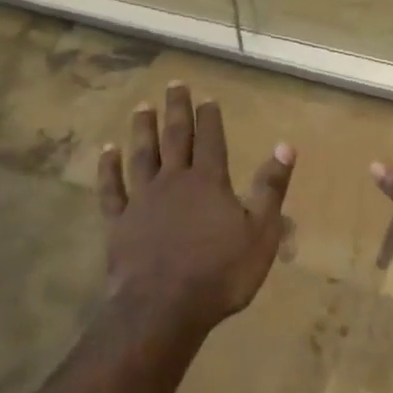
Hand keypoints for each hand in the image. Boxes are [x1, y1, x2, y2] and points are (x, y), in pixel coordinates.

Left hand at [99, 82, 294, 330]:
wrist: (164, 308)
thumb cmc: (220, 273)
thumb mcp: (260, 232)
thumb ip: (270, 187)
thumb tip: (286, 146)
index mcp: (209, 182)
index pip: (211, 140)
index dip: (210, 117)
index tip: (207, 97)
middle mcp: (174, 181)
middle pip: (174, 137)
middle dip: (176, 110)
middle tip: (174, 84)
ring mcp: (142, 200)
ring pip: (141, 155)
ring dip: (142, 129)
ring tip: (142, 106)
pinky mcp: (119, 222)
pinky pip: (112, 188)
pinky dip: (108, 168)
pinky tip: (106, 152)